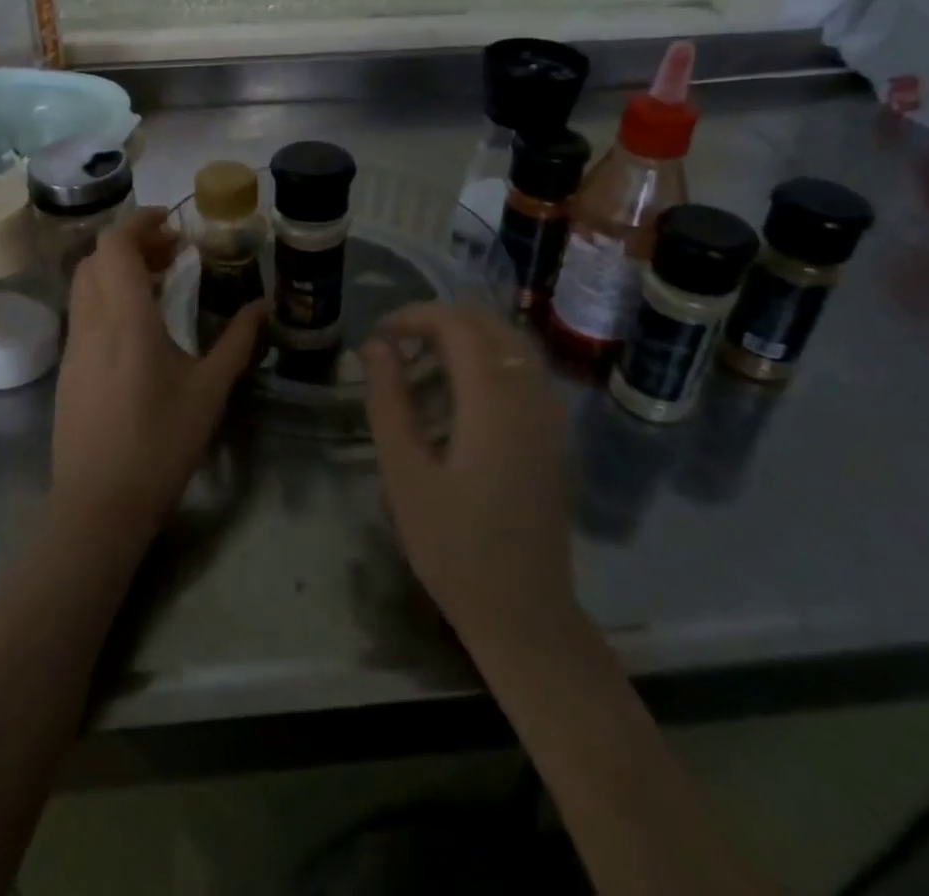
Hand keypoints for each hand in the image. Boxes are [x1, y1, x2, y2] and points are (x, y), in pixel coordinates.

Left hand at [50, 208, 265, 544]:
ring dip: (119, 270)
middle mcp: (91, 322)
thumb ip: (237, 342)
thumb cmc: (160, 444)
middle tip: (174, 254)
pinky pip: (83, 311)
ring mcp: (74, 346)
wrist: (98, 504)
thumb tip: (263, 306)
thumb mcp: (210, 391)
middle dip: (134, 244)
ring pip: (86, 284)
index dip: (140, 223)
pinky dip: (108, 296)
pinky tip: (140, 324)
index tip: (173, 222)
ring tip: (161, 284)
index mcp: (125, 319)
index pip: (115, 245)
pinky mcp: (68, 368)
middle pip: (97, 258)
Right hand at [361, 305, 577, 651]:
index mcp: (494, 402)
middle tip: (398, 346)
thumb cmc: (453, 548)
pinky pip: (523, 369)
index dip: (416, 316)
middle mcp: (531, 395)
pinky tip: (458, 394)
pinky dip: (488, 360)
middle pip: (490, 323)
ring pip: (510, 343)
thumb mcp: (404, 474)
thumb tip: (375, 346)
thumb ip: (388, 401)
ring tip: (422, 366)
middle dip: (440, 320)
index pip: (459, 325)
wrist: (524, 613)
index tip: (380, 334)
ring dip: (466, 338)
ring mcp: (549, 414)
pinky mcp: (553, 433)